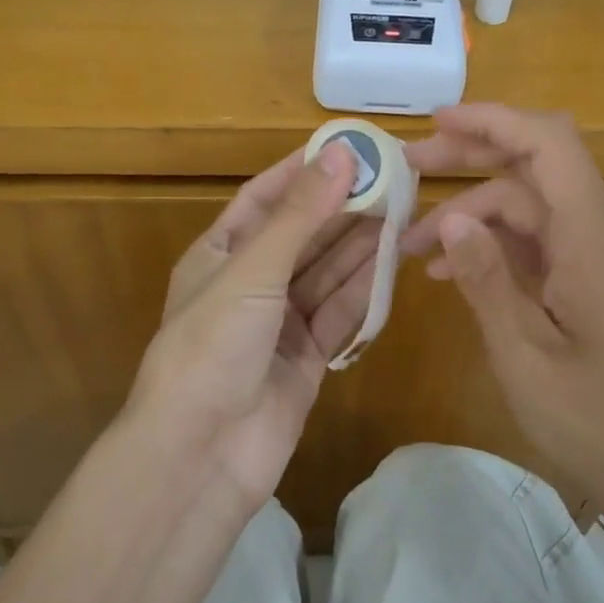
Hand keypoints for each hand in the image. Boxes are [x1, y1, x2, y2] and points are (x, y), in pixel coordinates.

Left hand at [123, 142, 380, 509]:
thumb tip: (340, 155)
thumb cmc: (211, 346)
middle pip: (302, 236)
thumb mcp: (252, 271)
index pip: (263, 199)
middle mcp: (249, 284)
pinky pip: (338, 315)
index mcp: (218, 255)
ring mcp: (278, 324)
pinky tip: (392, 263)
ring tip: (403, 211)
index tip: (347, 148)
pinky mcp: (306, 360)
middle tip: (392, 179)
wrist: (200, 454)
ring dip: (359, 245)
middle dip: (342, 208)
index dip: (302, 172)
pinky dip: (363, 292)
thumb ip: (298, 216)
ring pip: (326, 274)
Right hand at [401, 104, 603, 499]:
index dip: (492, 120)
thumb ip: (486, 281)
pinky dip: (495, 248)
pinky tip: (451, 273)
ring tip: (410, 244)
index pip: (548, 145)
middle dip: (470, 159)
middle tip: (407, 170)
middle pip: (535, 168)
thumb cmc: (599, 424)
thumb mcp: (525, 356)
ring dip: (472, 215)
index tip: (435, 123)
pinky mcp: (597, 283)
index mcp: (593, 239)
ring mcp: (602, 259)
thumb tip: (451, 219)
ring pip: (531, 209)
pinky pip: (541, 245)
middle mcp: (603, 234)